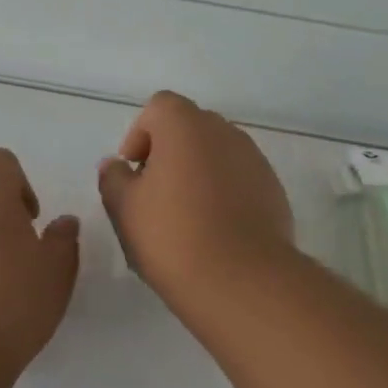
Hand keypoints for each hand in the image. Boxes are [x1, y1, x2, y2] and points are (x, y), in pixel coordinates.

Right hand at [97, 91, 293, 302]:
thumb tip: (116, 166)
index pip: (159, 107)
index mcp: (185, 126)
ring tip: (185, 214)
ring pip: (217, 153)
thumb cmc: (172, 235)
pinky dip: (223, 192)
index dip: (140, 134)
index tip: (133, 171)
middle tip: (154, 192)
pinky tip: (214, 229)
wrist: (241, 280)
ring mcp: (254, 160)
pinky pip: (239, 178)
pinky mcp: (274, 190)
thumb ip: (114, 178)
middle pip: (190, 127)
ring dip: (198, 171)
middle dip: (169, 151)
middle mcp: (224, 132)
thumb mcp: (124, 208)